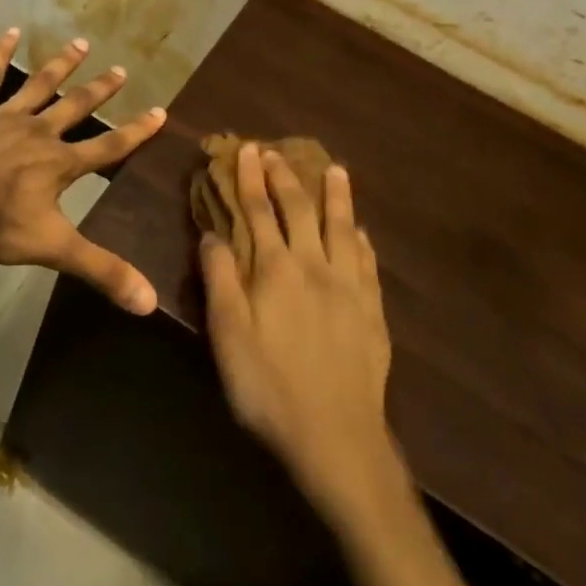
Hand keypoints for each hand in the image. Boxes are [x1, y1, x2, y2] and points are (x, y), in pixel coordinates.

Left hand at [0, 27, 166, 313]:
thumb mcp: (54, 248)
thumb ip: (101, 270)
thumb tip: (150, 303)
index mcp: (59, 164)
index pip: (108, 148)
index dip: (136, 132)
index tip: (160, 111)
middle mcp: (39, 133)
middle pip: (77, 108)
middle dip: (100, 90)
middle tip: (121, 69)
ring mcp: (4, 116)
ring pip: (39, 86)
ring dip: (61, 66)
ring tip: (81, 44)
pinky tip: (9, 32)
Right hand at [200, 144, 403, 516]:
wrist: (336, 437)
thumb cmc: (268, 386)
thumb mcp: (227, 335)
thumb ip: (219, 279)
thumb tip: (212, 233)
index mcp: (275, 269)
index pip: (258, 211)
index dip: (250, 178)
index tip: (247, 149)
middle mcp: (314, 266)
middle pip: (300, 210)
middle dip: (286, 177)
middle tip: (278, 151)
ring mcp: (349, 287)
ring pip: (342, 227)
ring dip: (336, 195)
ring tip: (336, 169)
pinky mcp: (372, 311)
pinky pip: (367, 262)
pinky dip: (361, 239)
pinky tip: (361, 231)